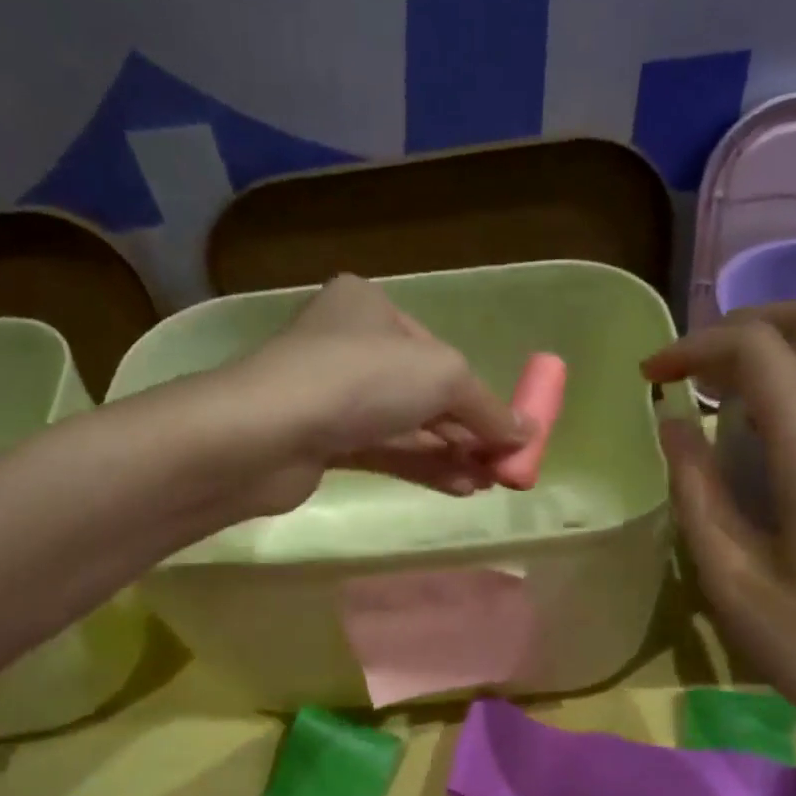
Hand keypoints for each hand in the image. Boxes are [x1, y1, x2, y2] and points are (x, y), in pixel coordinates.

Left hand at [216, 274, 527, 514]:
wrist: (267, 433)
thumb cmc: (361, 381)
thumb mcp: (444, 377)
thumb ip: (488, 408)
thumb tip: (528, 434)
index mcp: (372, 307)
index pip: (439, 353)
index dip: (480, 395)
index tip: (510, 431)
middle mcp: (350, 345)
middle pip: (424, 392)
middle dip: (468, 430)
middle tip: (503, 465)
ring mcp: (333, 396)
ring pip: (406, 426)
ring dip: (451, 454)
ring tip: (490, 483)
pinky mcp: (322, 441)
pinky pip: (385, 451)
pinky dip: (423, 467)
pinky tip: (460, 488)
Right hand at [643, 300, 795, 795]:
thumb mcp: (732, 578)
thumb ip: (695, 491)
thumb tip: (671, 426)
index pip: (755, 347)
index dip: (693, 348)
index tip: (648, 379)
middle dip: (743, 325)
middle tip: (690, 370)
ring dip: (775, 348)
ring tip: (718, 393)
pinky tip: (763, 429)